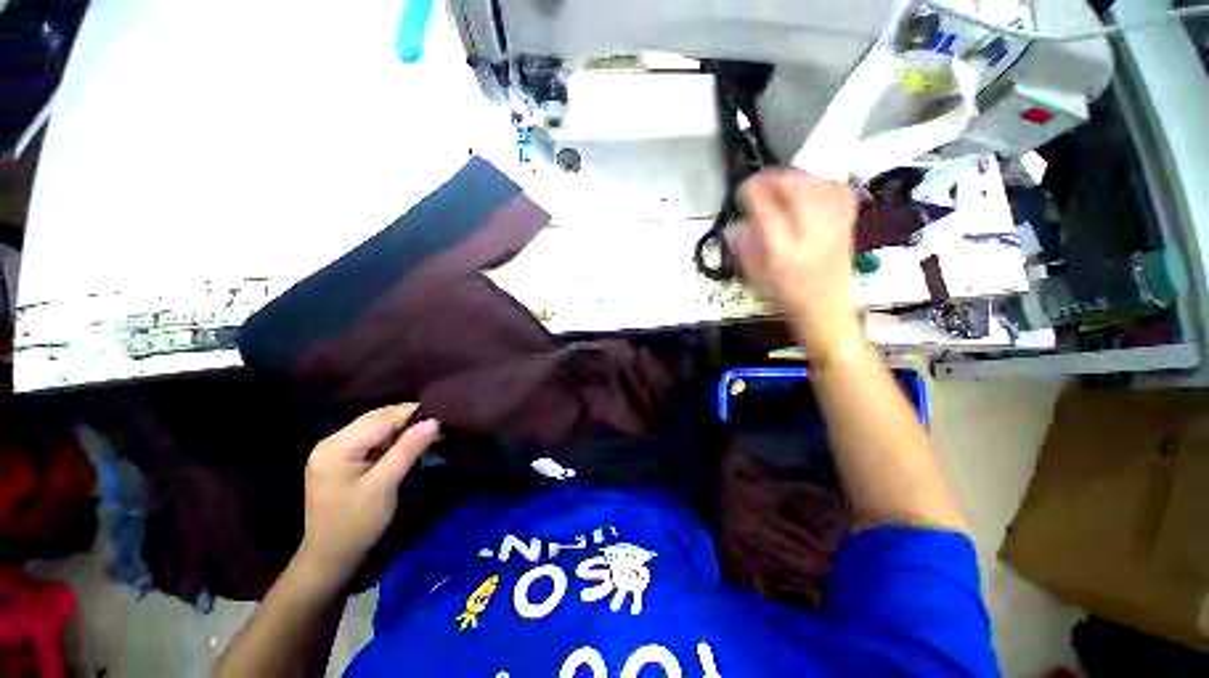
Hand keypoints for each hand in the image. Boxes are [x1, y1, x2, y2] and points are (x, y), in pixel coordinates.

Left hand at [296, 404, 439, 585]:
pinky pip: (370, 438)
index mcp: (337, 447)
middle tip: (437, 427)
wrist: (329, 557)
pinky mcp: (338, 458)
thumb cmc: (356, 524)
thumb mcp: (384, 486)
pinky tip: (406, 445)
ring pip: (375, 425)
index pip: (382, 417)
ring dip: (401, 428)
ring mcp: (332, 449)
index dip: (413, 414)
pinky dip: (391, 439)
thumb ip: (407, 450)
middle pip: (377, 417)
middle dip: (408, 419)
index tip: (442, 418)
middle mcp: (331, 441)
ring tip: (427, 435)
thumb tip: (434, 421)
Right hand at [732, 168, 860, 359]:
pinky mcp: (847, 225)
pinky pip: (840, 192)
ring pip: (819, 186)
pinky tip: (813, 183)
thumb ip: (743, 249)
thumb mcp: (755, 278)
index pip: (766, 209)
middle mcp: (810, 235)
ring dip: (798, 176)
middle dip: (775, 178)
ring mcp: (833, 228)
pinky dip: (825, 181)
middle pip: (797, 189)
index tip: (745, 189)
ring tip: (783, 180)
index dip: (753, 191)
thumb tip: (734, 227)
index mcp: (783, 251)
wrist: (825, 310)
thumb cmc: (787, 298)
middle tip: (761, 181)